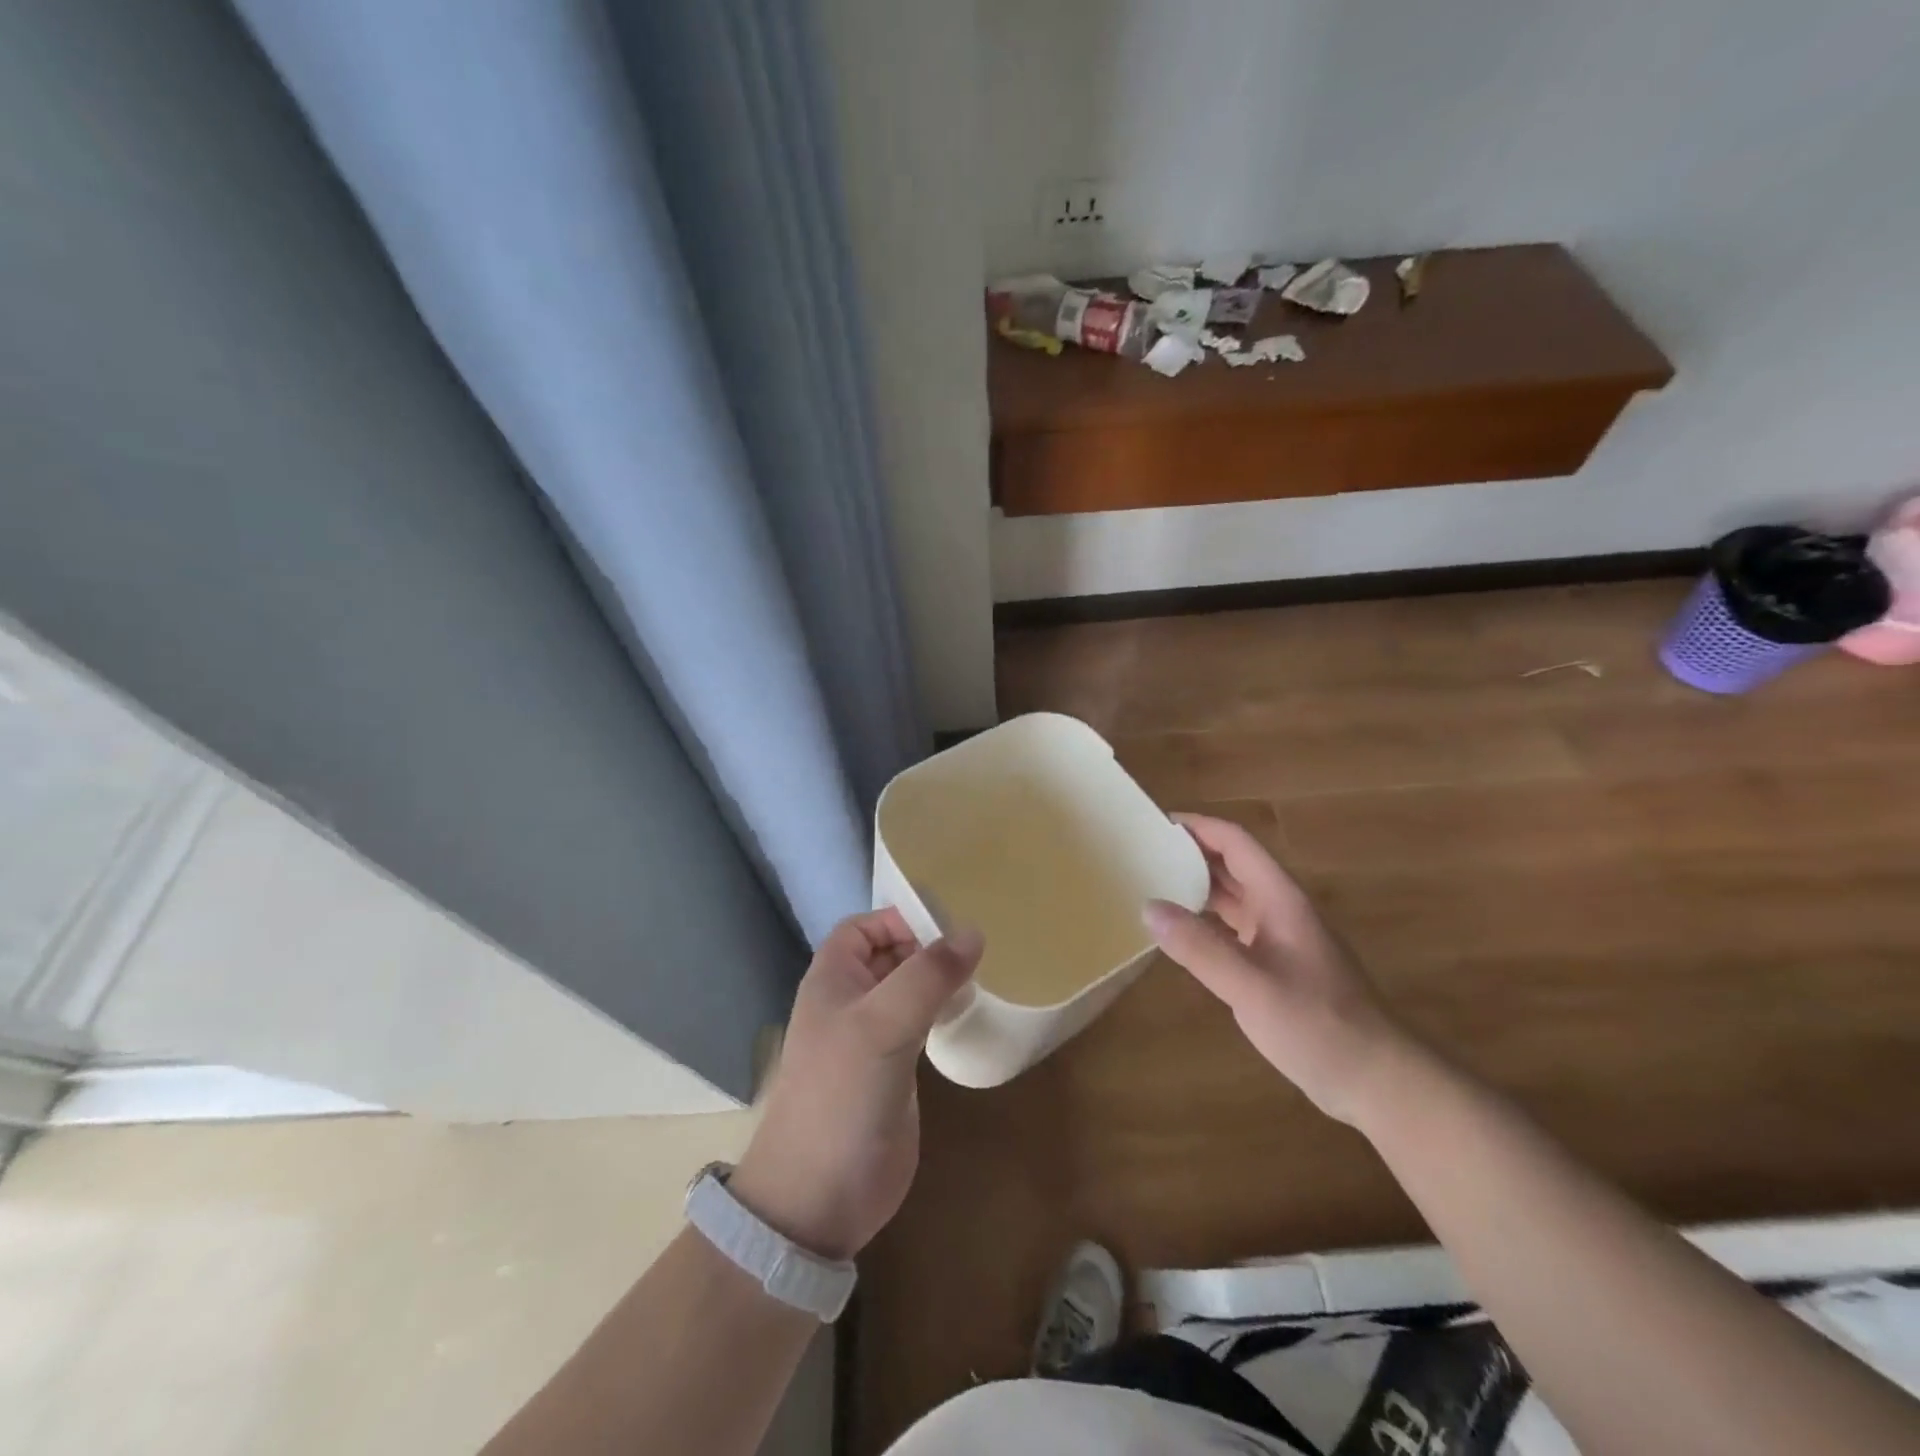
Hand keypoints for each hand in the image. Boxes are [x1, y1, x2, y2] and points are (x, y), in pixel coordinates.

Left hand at [729, 910, 982, 1260]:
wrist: (819, 1197)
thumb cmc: (841, 1094)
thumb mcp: (882, 1024)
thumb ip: (927, 976)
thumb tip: (972, 932)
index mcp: (833, 979)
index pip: (863, 927)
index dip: (898, 919)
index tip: (945, 926)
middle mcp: (850, 1002)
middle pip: (888, 956)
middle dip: (925, 947)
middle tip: (976, 949)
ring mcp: (872, 1039)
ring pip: (907, 991)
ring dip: (937, 981)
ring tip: (980, 976)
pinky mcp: (894, 1073)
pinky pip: (920, 1026)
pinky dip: (942, 1013)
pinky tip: (969, 1015)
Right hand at [1144, 813, 1413, 1124]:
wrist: (1375, 1078)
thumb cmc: (1319, 1025)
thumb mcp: (1253, 987)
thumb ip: (1200, 948)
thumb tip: (1149, 907)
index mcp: (1279, 899)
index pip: (1235, 842)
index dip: (1198, 826)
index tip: (1155, 824)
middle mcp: (1279, 909)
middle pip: (1231, 864)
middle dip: (1190, 852)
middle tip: (1142, 853)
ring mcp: (1279, 937)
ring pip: (1231, 896)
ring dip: (1195, 885)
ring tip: (1151, 885)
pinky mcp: (1276, 965)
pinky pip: (1232, 927)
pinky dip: (1204, 920)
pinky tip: (1179, 933)